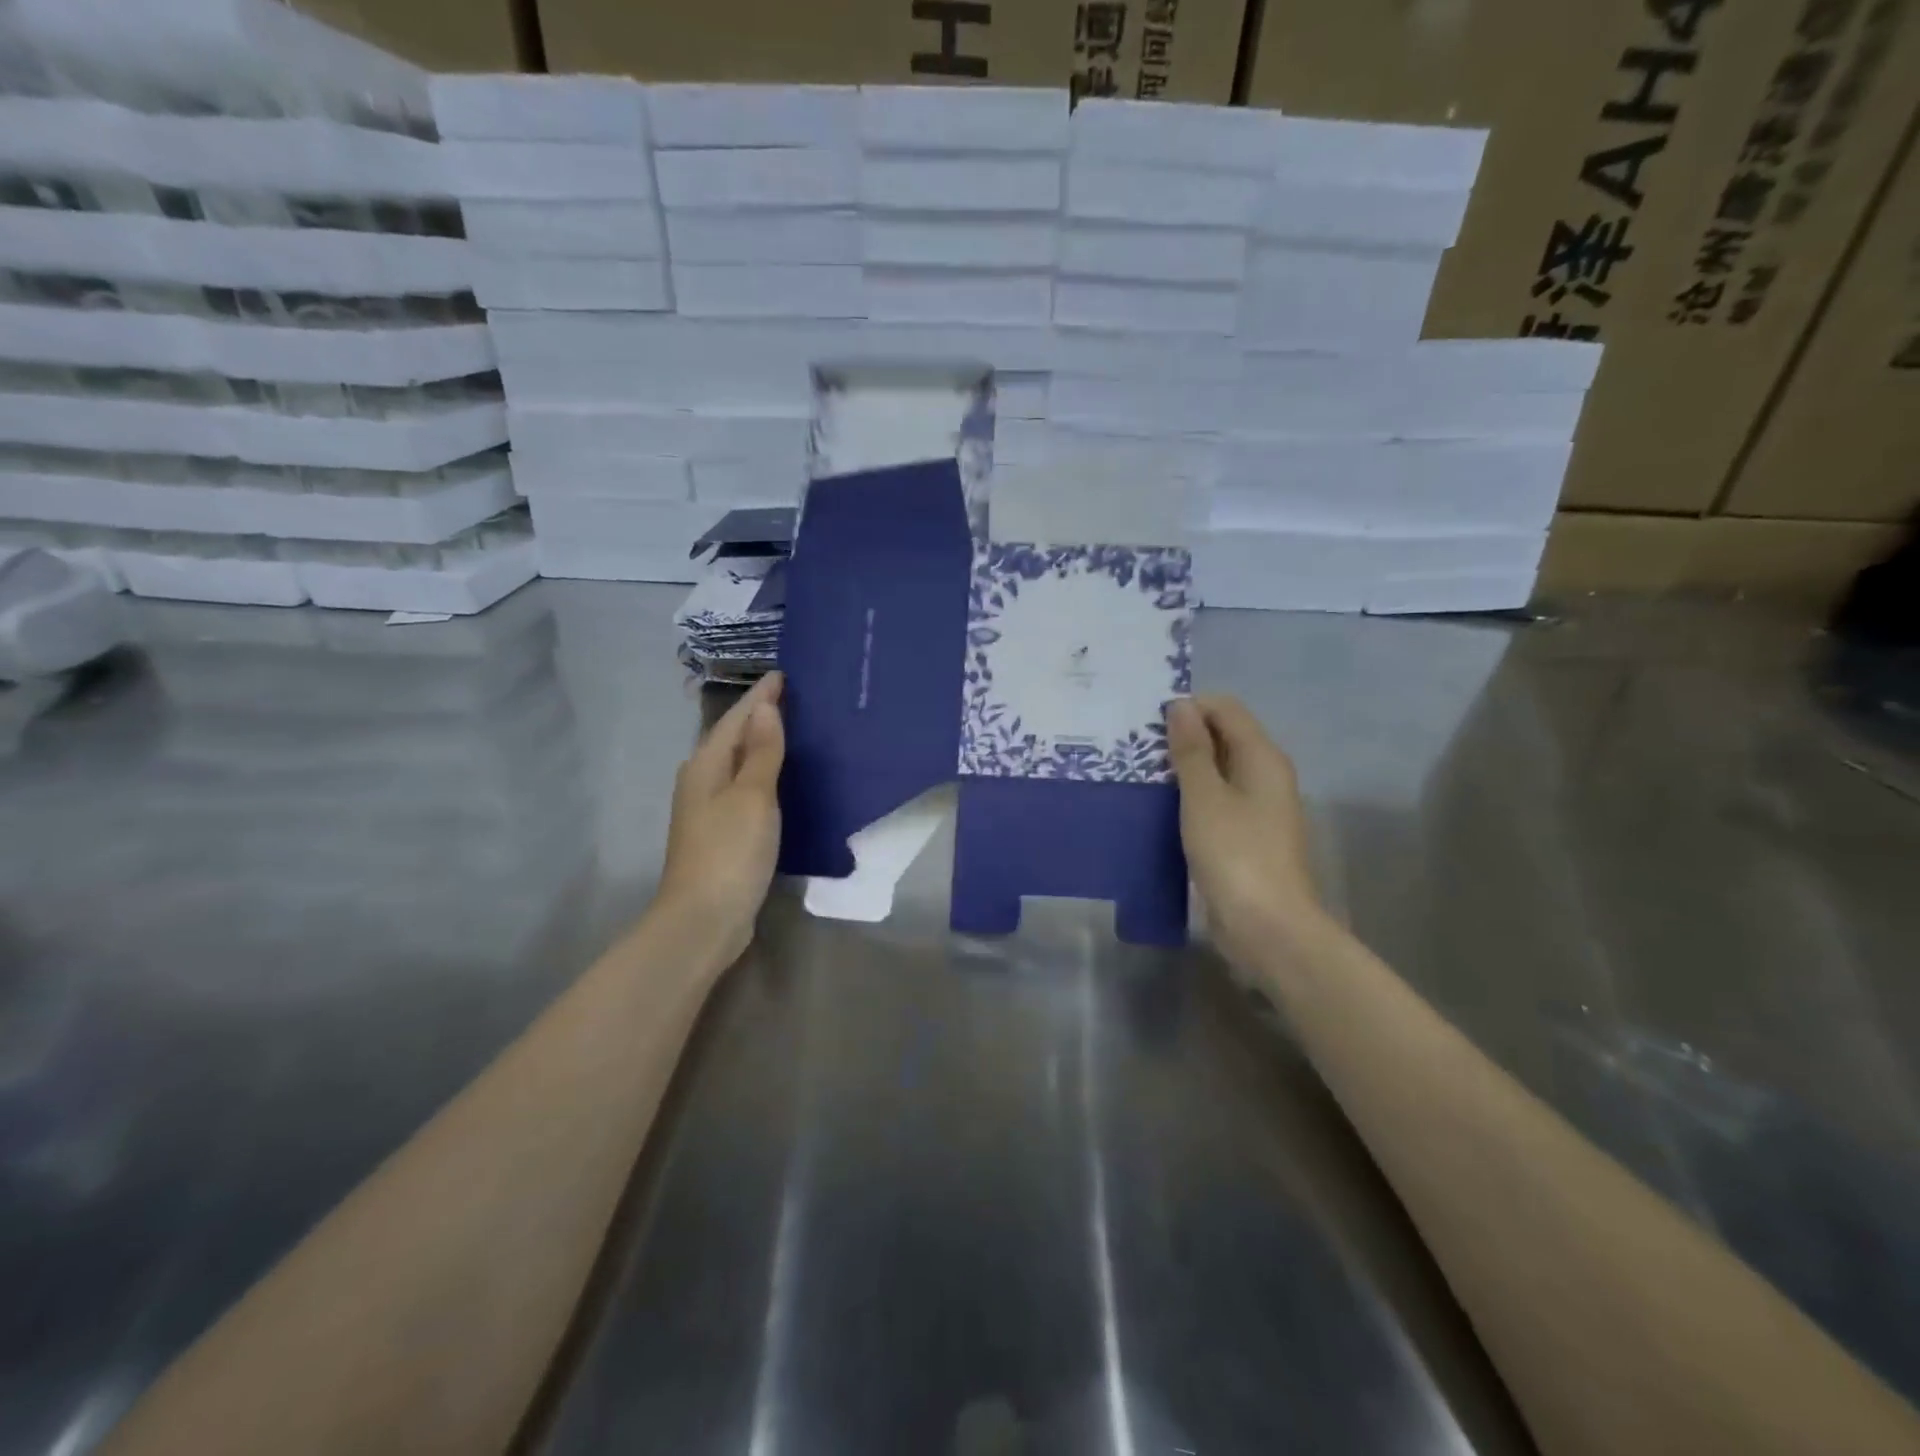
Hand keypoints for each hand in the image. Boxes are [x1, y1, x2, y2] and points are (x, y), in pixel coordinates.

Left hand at [657, 672, 784, 963]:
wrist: (703, 918)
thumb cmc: (729, 851)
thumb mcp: (752, 796)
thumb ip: (761, 752)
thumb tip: (765, 708)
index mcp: (705, 765)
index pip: (736, 718)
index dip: (760, 697)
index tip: (784, 674)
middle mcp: (702, 780)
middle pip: (732, 737)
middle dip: (760, 716)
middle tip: (795, 698)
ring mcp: (709, 809)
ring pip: (738, 763)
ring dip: (762, 745)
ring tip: (794, 730)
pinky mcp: (722, 832)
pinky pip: (745, 788)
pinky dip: (763, 774)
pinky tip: (783, 778)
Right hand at [1166, 696, 1325, 966]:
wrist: (1267, 927)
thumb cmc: (1235, 854)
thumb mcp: (1204, 796)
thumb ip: (1192, 750)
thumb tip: (1181, 705)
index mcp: (1262, 757)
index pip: (1226, 709)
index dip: (1188, 707)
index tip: (1147, 724)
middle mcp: (1265, 775)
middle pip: (1223, 736)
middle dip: (1182, 737)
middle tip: (1137, 749)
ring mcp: (1257, 807)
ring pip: (1217, 770)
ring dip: (1183, 768)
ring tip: (1141, 775)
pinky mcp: (1245, 835)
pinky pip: (1215, 800)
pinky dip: (1190, 797)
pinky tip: (1160, 808)